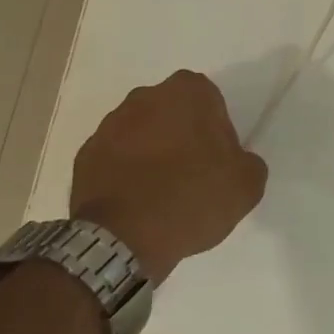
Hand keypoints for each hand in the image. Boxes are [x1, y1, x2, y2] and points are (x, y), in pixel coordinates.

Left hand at [69, 70, 267, 283]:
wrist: (123, 240)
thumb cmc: (192, 198)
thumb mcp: (247, 184)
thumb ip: (248, 162)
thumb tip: (235, 162)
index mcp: (187, 93)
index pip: (208, 98)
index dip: (215, 127)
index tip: (217, 157)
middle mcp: (145, 97)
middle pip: (172, 111)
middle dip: (181, 133)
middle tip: (192, 172)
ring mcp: (109, 125)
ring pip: (141, 132)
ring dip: (151, 151)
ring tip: (161, 192)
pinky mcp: (85, 155)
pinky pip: (115, 157)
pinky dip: (125, 172)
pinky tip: (136, 202)